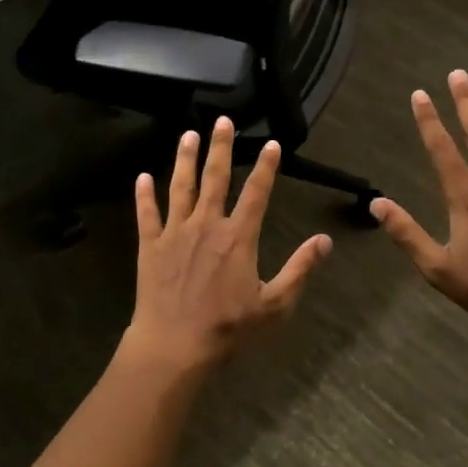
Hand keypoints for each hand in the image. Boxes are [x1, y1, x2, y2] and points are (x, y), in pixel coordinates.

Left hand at [120, 118, 332, 373]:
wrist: (175, 345)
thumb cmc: (228, 327)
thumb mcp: (274, 304)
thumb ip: (300, 269)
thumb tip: (325, 241)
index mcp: (238, 237)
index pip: (257, 193)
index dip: (266, 167)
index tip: (272, 143)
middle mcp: (207, 225)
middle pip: (216, 178)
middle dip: (221, 147)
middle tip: (222, 121)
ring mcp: (176, 233)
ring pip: (181, 187)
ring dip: (185, 159)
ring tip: (188, 135)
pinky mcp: (150, 246)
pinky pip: (147, 214)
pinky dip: (144, 195)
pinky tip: (142, 176)